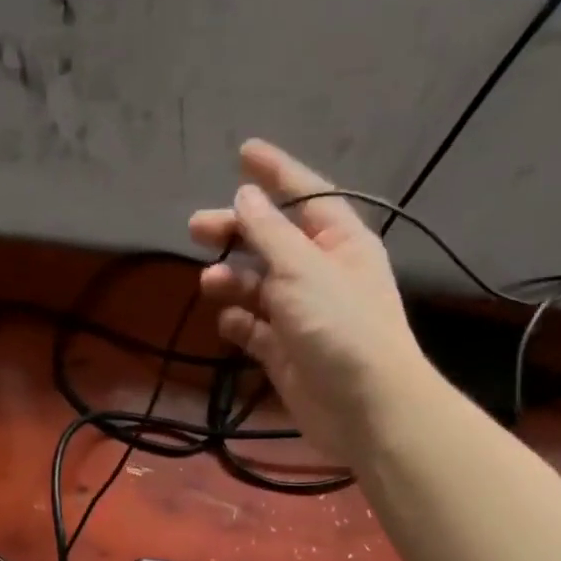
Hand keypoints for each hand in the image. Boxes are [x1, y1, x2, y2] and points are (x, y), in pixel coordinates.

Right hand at [191, 139, 428, 465]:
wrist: (365, 407)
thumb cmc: (340, 325)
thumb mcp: (302, 268)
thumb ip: (269, 232)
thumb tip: (245, 195)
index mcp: (340, 242)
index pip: (306, 195)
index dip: (276, 173)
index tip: (243, 152)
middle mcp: (322, 273)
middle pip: (273, 241)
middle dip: (236, 232)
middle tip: (195, 227)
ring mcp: (303, 315)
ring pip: (259, 286)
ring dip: (232, 280)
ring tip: (208, 284)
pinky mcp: (286, 352)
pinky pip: (256, 329)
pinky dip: (240, 322)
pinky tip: (228, 320)